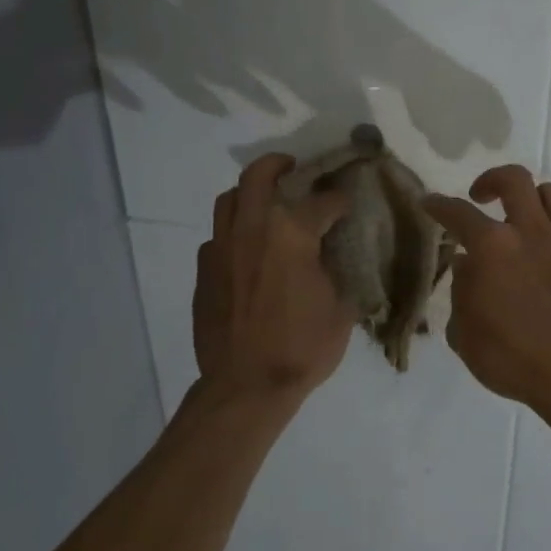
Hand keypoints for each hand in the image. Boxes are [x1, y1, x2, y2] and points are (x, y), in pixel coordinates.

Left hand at [193, 155, 354, 401]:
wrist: (246, 385)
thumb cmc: (302, 347)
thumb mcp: (341, 309)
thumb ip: (338, 272)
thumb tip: (334, 257)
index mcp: (293, 234)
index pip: (323, 201)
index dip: (339, 199)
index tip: (346, 203)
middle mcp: (253, 229)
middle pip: (259, 175)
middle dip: (278, 164)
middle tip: (292, 167)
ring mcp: (222, 247)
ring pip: (229, 199)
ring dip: (248, 193)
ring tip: (264, 202)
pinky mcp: (204, 270)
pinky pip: (217, 236)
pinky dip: (234, 232)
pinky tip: (246, 251)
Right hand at [423, 166, 550, 412]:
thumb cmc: (512, 360)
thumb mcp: (464, 335)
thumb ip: (461, 292)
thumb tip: (467, 266)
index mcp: (492, 248)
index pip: (458, 213)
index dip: (439, 205)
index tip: (429, 203)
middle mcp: (531, 233)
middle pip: (514, 179)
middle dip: (492, 180)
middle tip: (482, 198)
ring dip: (532, 202)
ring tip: (524, 222)